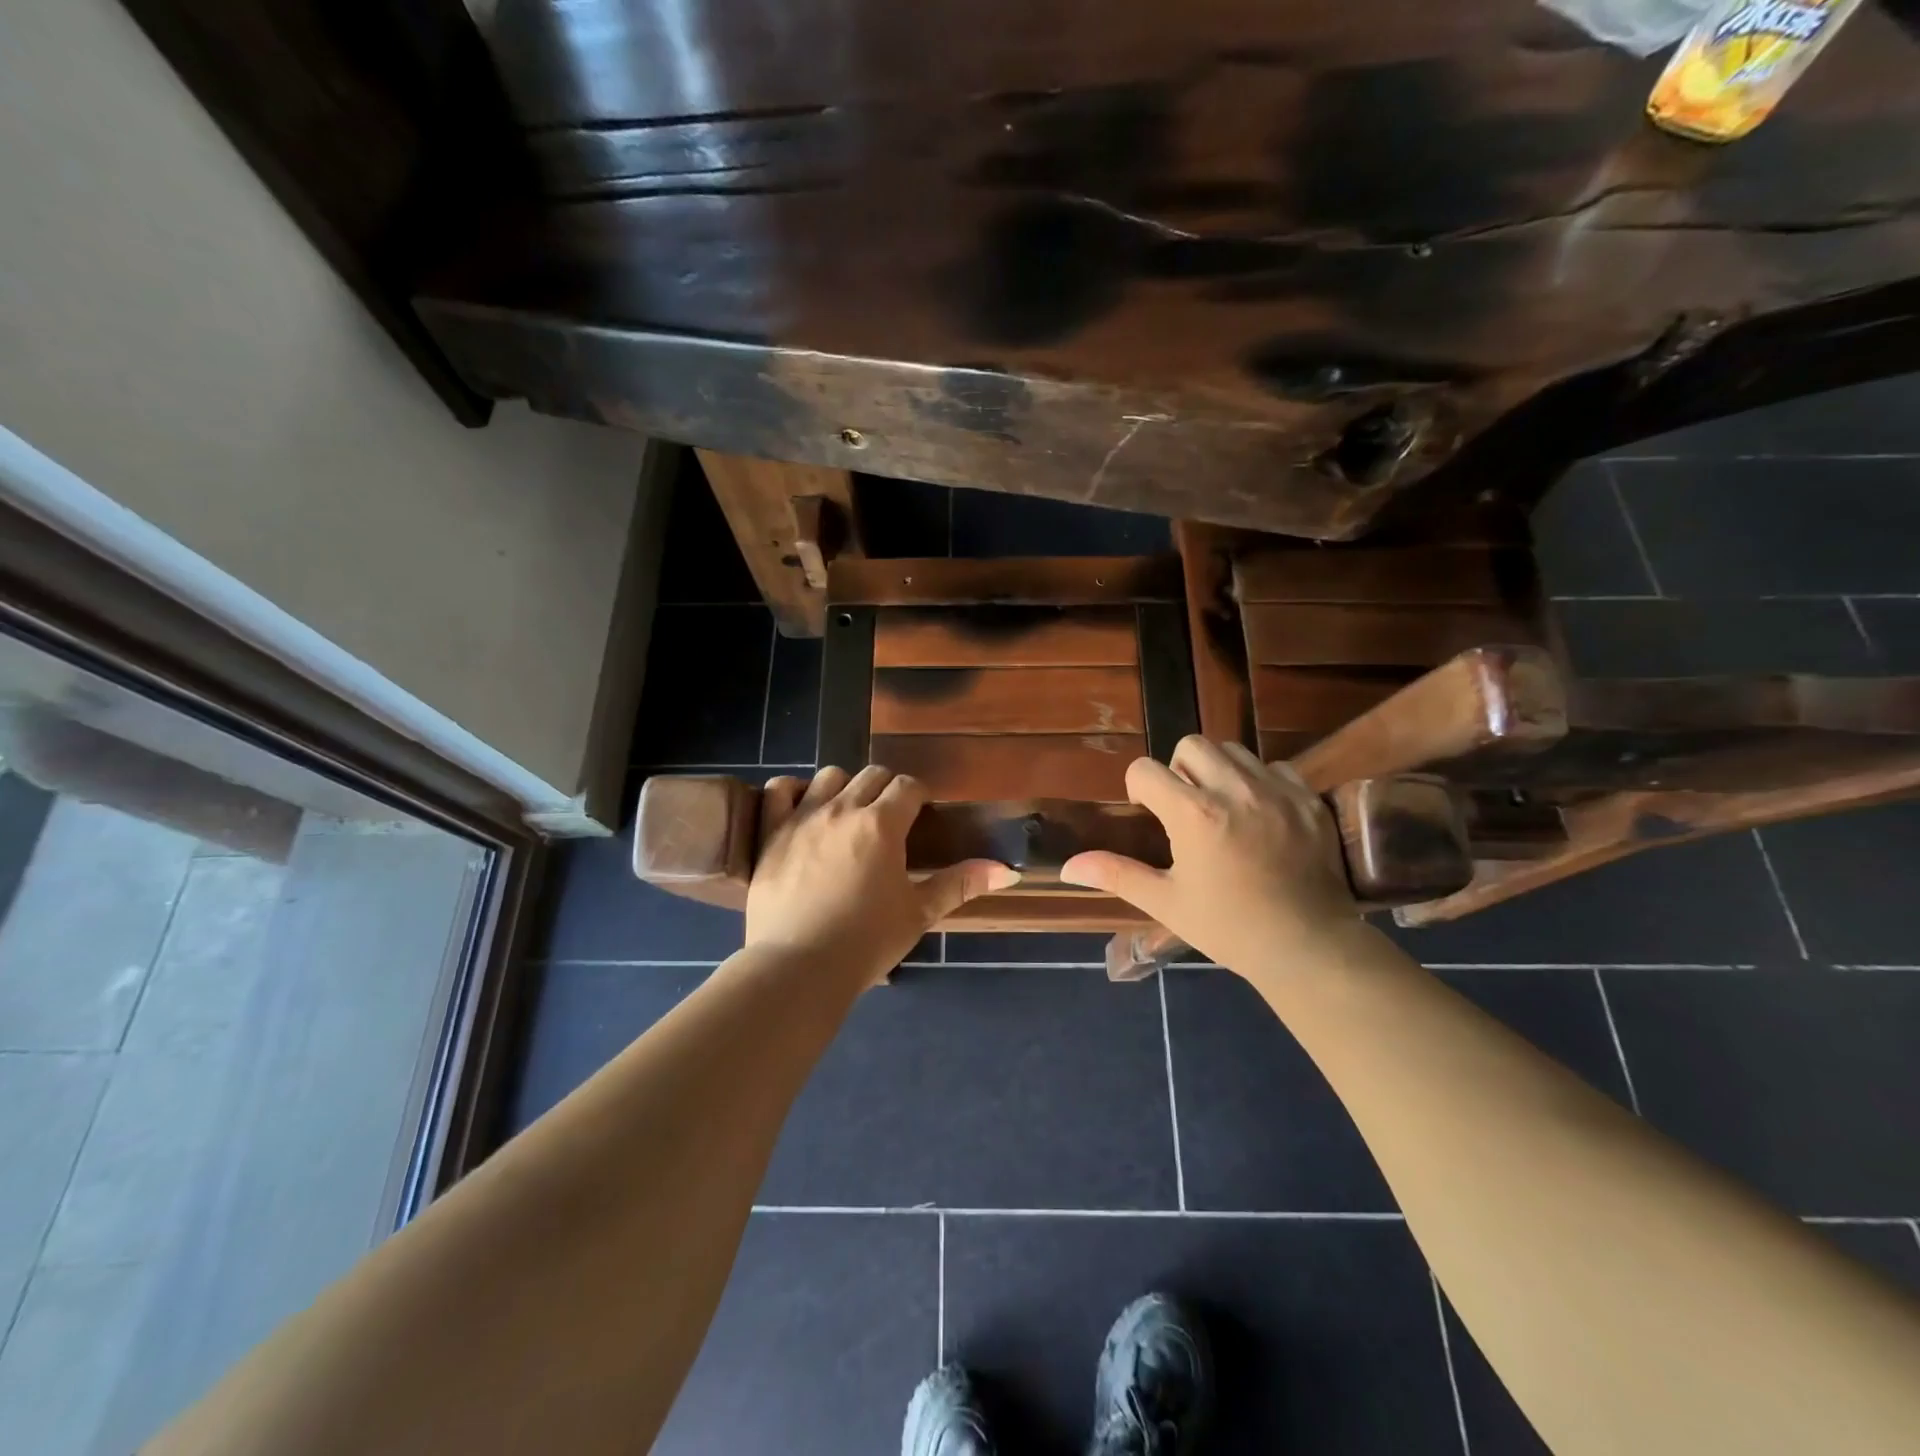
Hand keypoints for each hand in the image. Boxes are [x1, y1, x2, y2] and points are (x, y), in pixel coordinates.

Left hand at [745, 766, 1018, 987]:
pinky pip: (778, 789)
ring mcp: (802, 817)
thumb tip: (1008, 870)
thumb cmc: (866, 942)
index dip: (918, 796)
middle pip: (872, 774)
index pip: (908, 785)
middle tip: (889, 819)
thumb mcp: (919, 913)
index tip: (919, 815)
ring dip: (844, 787)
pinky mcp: (771, 832)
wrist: (799, 968)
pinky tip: (801, 808)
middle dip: (886, 789)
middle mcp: (843, 808)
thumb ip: (961, 883)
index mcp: (882, 824)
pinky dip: (791, 791)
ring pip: (829, 776)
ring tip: (847, 814)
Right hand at [1059, 737, 1359, 975]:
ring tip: (1223, 807)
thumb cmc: (1228, 928)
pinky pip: (1276, 767)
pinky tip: (1262, 816)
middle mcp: (1234, 790)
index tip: (1150, 813)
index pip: (1146, 770)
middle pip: (1191, 745)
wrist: (1308, 947)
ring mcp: (1276, 790)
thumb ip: (1116, 874)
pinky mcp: (1309, 799)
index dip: (1140, 788)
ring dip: (1218, 770)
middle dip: (1179, 769)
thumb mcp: (1166, 902)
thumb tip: (1067, 867)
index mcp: (1193, 814)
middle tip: (1187, 808)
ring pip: (1234, 750)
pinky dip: (1261, 782)